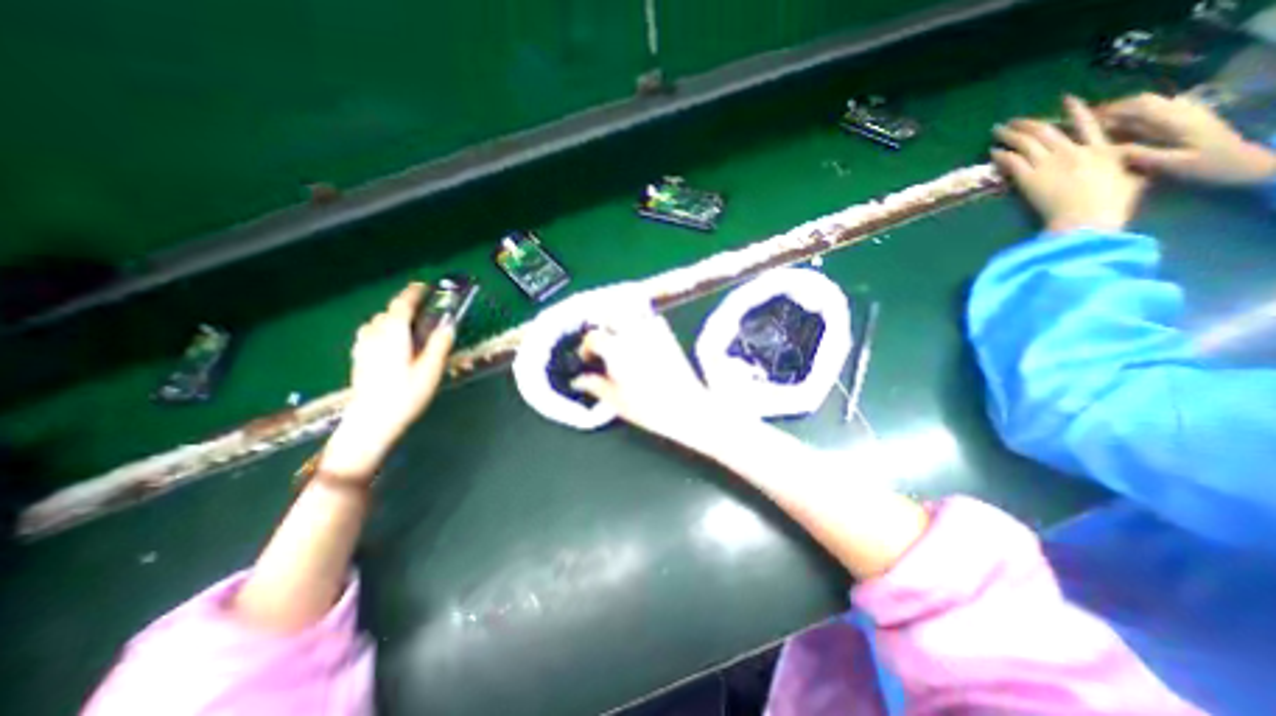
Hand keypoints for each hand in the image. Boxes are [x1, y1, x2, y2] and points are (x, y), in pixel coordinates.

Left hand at [318, 281, 451, 478]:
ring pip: (377, 322)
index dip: (413, 293)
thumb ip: (439, 344)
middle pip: (389, 312)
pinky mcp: (359, 357)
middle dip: (405, 307)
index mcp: (394, 334)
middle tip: (424, 311)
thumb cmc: (405, 394)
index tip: (424, 286)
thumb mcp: (430, 370)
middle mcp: (375, 335)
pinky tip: (391, 343)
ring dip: (393, 318)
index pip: (402, 305)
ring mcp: (363, 346)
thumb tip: (449, 324)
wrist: (371, 421)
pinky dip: (383, 330)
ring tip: (410, 327)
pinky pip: (370, 334)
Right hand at [572, 316, 721, 443]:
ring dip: (623, 319)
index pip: (593, 337)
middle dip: (603, 326)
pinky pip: (652, 318)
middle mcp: (633, 334)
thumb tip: (577, 380)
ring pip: (632, 312)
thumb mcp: (614, 400)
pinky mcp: (668, 336)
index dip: (586, 347)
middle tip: (603, 343)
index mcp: (616, 349)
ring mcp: (652, 332)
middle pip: (612, 315)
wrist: (686, 407)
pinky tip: (640, 337)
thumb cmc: (647, 407)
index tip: (588, 359)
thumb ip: (594, 385)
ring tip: (620, 336)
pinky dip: (643, 321)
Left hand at [986, 96, 1146, 231]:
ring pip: (1026, 142)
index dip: (1075, 109)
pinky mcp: (1030, 179)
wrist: (1086, 218)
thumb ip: (1130, 163)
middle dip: (1028, 123)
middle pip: (1046, 131)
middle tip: (1013, 120)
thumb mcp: (1134, 176)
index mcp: (1102, 149)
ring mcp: (1049, 164)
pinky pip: (1012, 162)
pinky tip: (993, 151)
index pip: (1088, 123)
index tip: (1065, 99)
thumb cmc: (1112, 204)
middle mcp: (1073, 151)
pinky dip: (1002, 155)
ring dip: (1010, 134)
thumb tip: (1137, 156)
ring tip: (997, 130)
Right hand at [1096, 92, 1275, 183]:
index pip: (1141, 106)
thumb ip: (1144, 155)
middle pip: (1143, 103)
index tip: (1086, 119)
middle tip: (1087, 123)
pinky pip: (1154, 115)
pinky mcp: (1184, 121)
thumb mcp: (1174, 164)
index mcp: (1177, 119)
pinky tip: (1119, 132)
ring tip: (1098, 128)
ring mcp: (1184, 115)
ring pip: (1148, 107)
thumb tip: (1110, 151)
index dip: (1112, 110)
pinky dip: (1133, 120)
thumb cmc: (1207, 165)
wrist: (1243, 163)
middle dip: (1114, 111)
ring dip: (1122, 115)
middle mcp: (1181, 112)